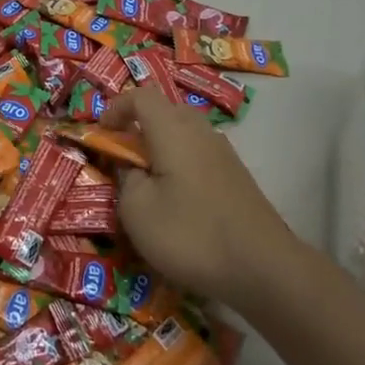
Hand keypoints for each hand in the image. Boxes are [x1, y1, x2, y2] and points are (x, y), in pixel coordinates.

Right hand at [101, 87, 295, 305]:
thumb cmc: (191, 234)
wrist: (263, 268)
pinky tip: (178, 200)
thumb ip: (125, 180)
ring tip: (148, 181)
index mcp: (173, 130)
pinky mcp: (237, 177)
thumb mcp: (137, 212)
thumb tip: (130, 168)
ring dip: (161, 147)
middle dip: (139, 127)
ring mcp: (224, 153)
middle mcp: (201, 131)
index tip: (101, 133)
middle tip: (123, 157)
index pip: (141, 96)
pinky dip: (181, 164)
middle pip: (166, 110)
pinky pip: (200, 154)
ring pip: (185, 133)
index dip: (116, 108)